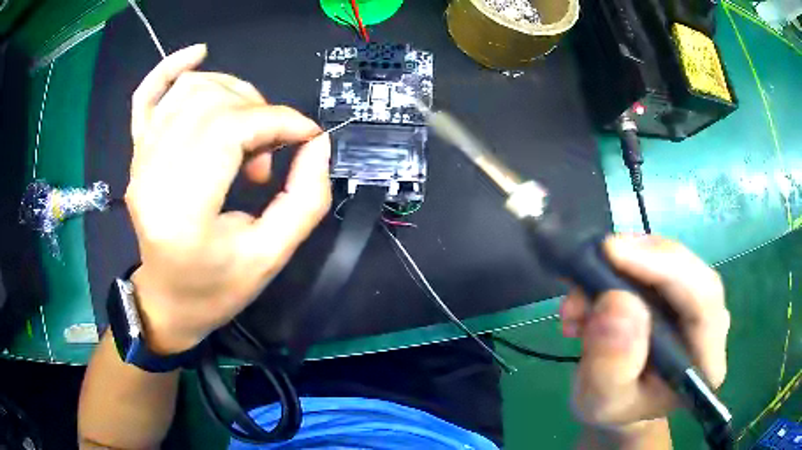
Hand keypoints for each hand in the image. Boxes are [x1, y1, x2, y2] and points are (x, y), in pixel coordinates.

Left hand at [125, 44, 331, 353]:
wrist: (167, 301)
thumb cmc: (216, 289)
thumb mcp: (271, 257)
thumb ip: (305, 198)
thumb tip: (316, 143)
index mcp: (181, 211)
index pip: (230, 130)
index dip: (278, 121)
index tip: (308, 136)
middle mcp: (151, 175)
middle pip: (212, 104)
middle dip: (258, 112)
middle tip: (272, 151)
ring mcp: (139, 159)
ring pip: (190, 91)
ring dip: (232, 95)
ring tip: (246, 130)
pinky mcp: (137, 153)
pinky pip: (147, 96)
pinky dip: (170, 68)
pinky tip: (198, 54)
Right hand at [560, 235, 729, 439]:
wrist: (618, 404)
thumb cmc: (613, 409)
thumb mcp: (601, 402)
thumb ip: (611, 365)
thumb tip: (616, 302)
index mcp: (705, 361)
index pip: (704, 300)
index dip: (665, 268)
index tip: (614, 253)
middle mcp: (711, 326)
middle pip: (689, 271)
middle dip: (640, 260)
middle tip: (595, 258)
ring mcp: (696, 305)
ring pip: (669, 261)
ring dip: (622, 267)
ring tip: (580, 300)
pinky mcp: (678, 292)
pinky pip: (654, 263)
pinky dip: (619, 269)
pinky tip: (590, 296)